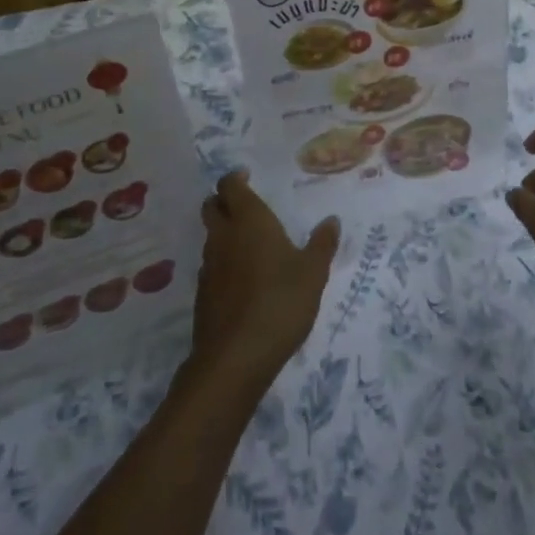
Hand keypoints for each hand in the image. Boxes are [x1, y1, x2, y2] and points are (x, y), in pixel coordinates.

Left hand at [189, 171, 338, 391]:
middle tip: (244, 205)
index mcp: (249, 221)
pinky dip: (223, 262)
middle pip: (212, 207)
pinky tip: (243, 279)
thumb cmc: (280, 302)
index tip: (246, 177)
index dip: (235, 178)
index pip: (230, 186)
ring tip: (249, 243)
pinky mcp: (203, 295)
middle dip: (223, 201)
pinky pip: (212, 266)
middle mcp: (223, 236)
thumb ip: (322, 244)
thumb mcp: (313, 273)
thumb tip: (331, 221)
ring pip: (211, 237)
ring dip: (224, 233)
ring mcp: (208, 266)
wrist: (236, 357)